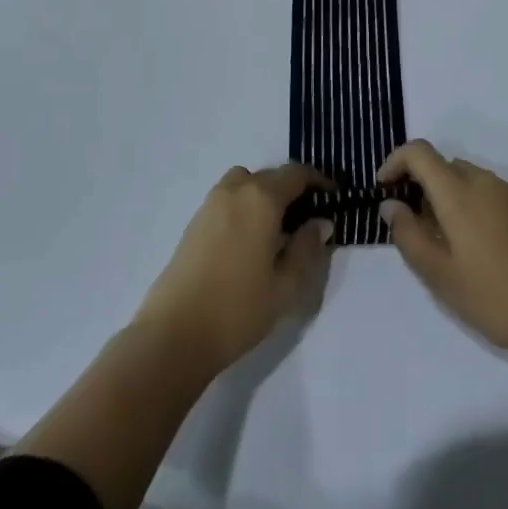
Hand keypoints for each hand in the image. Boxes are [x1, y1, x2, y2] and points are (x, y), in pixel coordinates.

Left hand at [132, 163, 333, 374]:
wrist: (173, 335)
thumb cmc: (237, 309)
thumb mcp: (285, 286)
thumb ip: (307, 249)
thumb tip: (320, 223)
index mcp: (261, 198)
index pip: (296, 174)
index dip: (318, 181)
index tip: (333, 197)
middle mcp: (235, 190)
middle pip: (270, 176)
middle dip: (292, 189)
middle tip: (307, 218)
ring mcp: (210, 204)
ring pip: (245, 183)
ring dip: (264, 194)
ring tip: (276, 228)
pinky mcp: (194, 222)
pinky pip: (227, 199)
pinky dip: (244, 206)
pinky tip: (248, 240)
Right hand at [377, 140, 507, 360]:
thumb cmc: (495, 295)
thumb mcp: (440, 274)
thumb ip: (408, 235)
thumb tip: (390, 205)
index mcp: (458, 191)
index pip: (419, 152)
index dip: (394, 162)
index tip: (382, 189)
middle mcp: (482, 180)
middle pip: (440, 164)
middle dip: (417, 183)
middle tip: (408, 224)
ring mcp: (505, 193)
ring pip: (461, 178)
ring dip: (441, 195)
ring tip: (436, 240)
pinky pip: (481, 191)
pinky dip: (463, 203)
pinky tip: (467, 245)